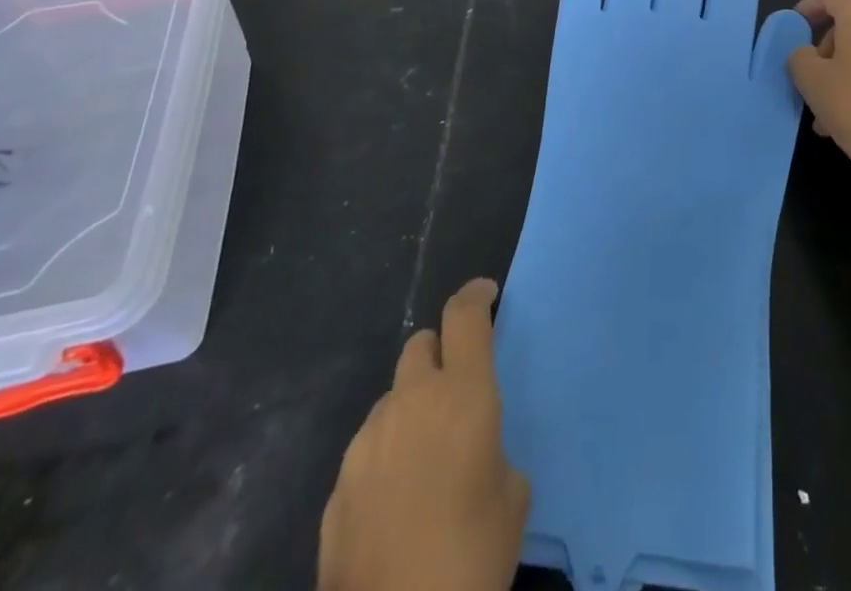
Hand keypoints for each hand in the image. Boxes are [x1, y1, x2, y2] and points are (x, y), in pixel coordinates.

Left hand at [319, 279, 529, 590]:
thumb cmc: (472, 556)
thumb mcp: (512, 495)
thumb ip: (492, 450)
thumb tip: (473, 455)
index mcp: (462, 393)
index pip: (464, 315)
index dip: (476, 296)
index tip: (486, 294)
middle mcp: (411, 402)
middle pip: (420, 345)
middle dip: (439, 354)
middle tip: (455, 389)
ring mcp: (367, 443)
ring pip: (392, 399)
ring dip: (411, 409)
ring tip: (425, 459)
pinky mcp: (337, 488)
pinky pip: (369, 449)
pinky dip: (386, 456)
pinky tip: (395, 503)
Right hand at [789, 0, 850, 208]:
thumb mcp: (809, 79)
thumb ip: (799, 56)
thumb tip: (808, 54)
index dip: (810, 6)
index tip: (796, 25)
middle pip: (849, 23)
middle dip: (825, 47)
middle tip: (809, 78)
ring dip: (841, 70)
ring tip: (823, 110)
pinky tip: (846, 116)